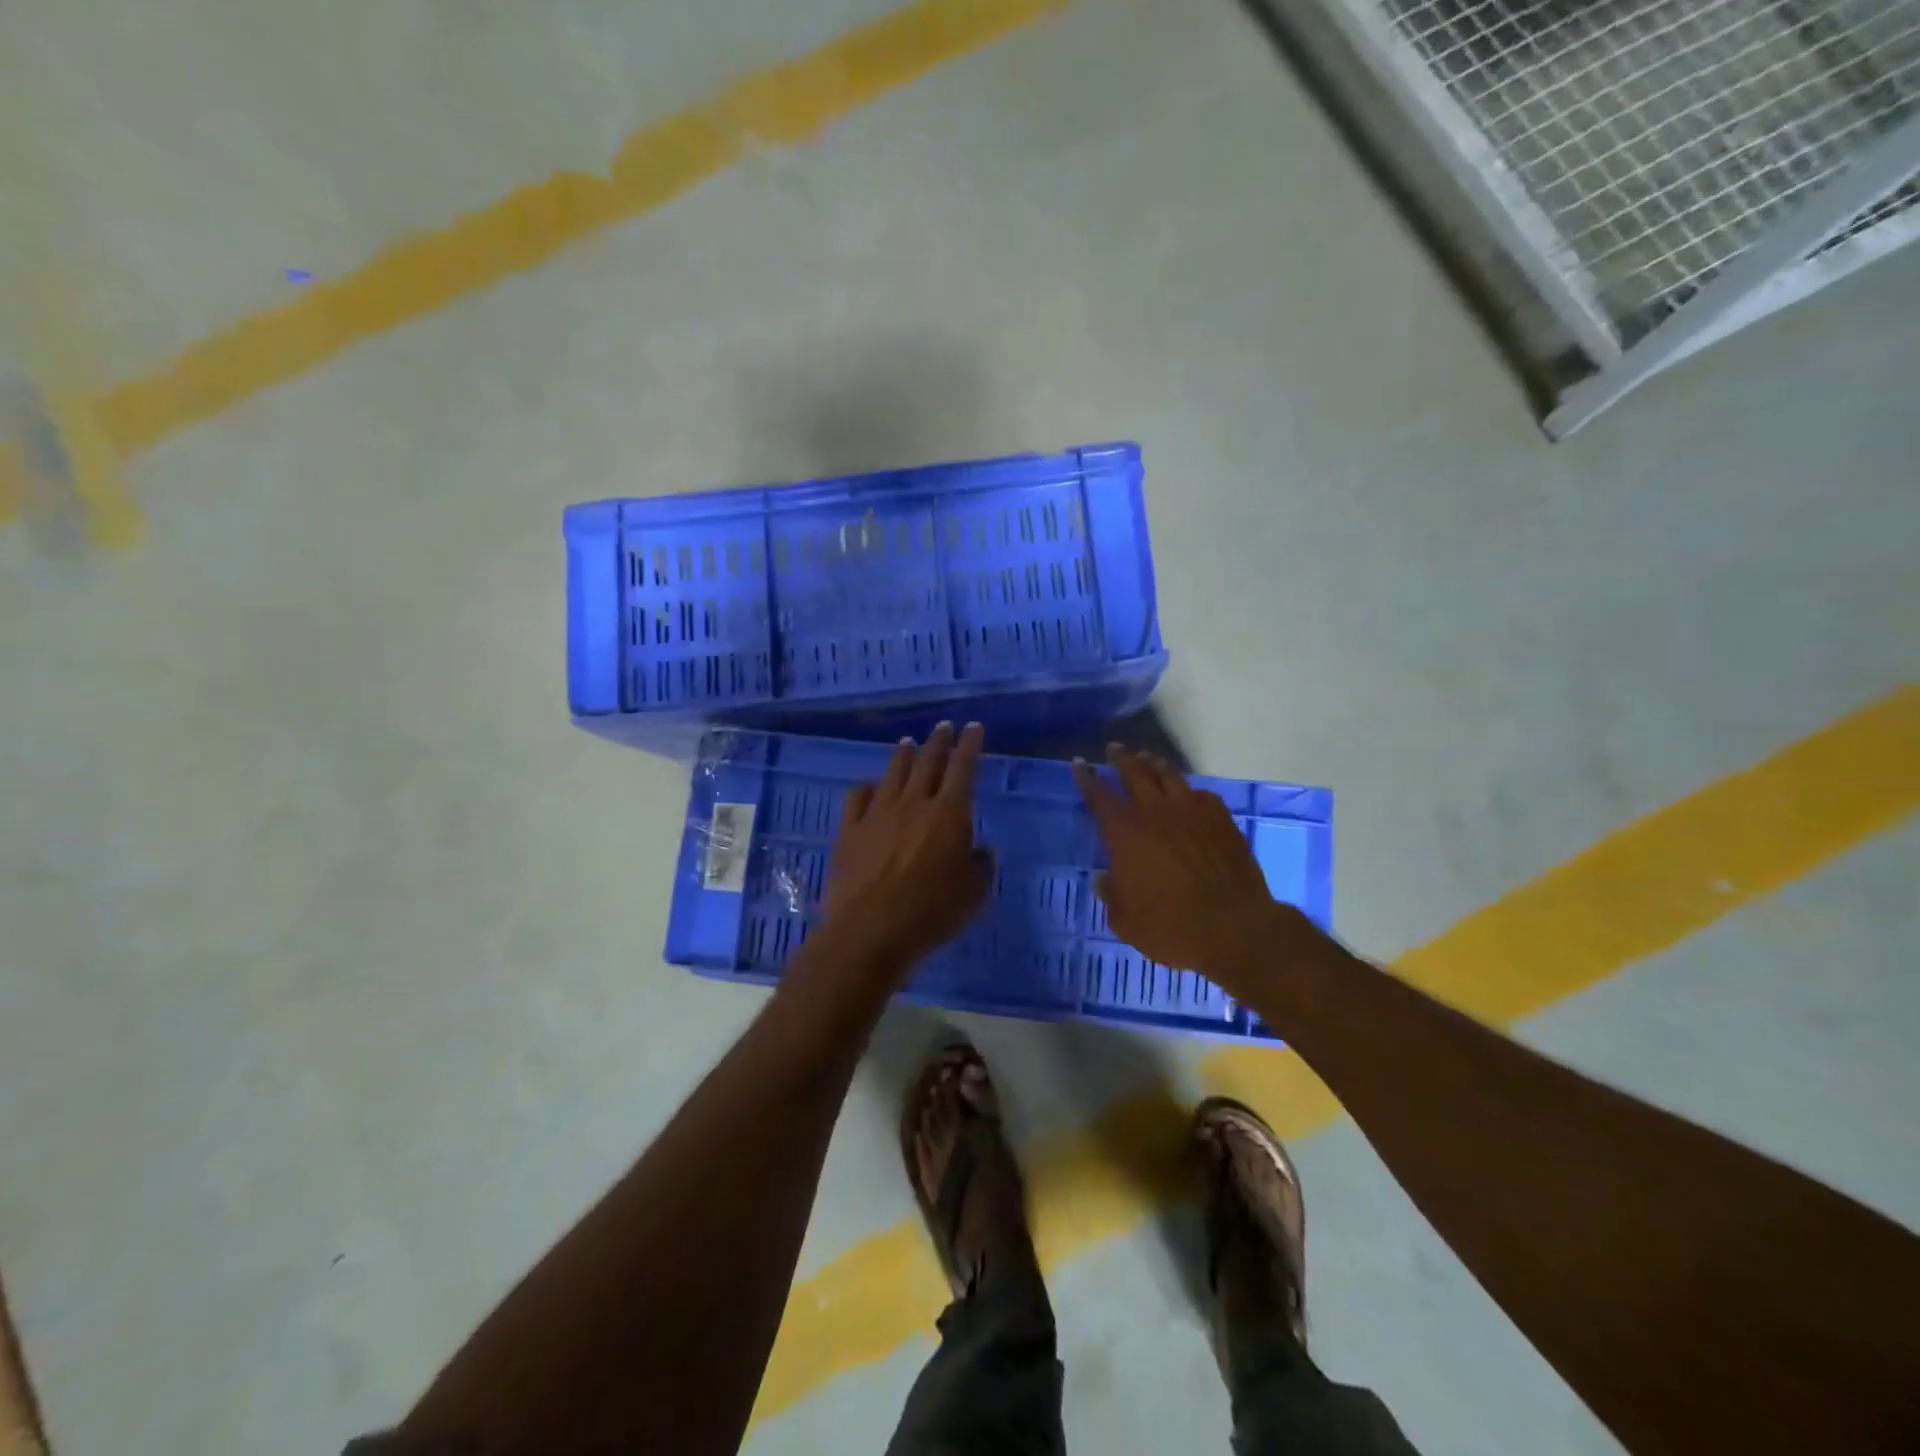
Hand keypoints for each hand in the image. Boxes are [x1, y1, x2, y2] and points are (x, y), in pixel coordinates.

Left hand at [820, 722, 993, 970]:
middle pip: (927, 763)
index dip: (970, 745)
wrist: (870, 931)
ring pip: (893, 774)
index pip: (963, 768)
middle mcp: (913, 804)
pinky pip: (857, 798)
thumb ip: (981, 865)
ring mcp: (877, 814)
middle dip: (938, 742)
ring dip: (903, 756)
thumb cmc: (932, 913)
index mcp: (949, 814)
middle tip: (943, 726)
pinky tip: (869, 786)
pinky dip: (867, 787)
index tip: (973, 727)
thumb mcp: (975, 894)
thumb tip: (979, 849)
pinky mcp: (849, 831)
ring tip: (908, 743)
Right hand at [1073, 745, 1313, 988]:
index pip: (1098, 795)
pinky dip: (1188, 790)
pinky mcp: (1221, 819)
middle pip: (1134, 772)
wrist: (1234, 928)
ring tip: (1147, 759)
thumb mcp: (1125, 920)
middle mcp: (1156, 812)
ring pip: (1169, 775)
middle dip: (1121, 758)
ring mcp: (1192, 811)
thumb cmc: (1170, 927)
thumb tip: (1103, 879)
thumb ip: (1111, 895)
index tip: (1079, 763)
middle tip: (1115, 749)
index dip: (1086, 778)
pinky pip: (1200, 794)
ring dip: (1154, 764)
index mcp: (1125, 832)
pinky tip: (1188, 795)